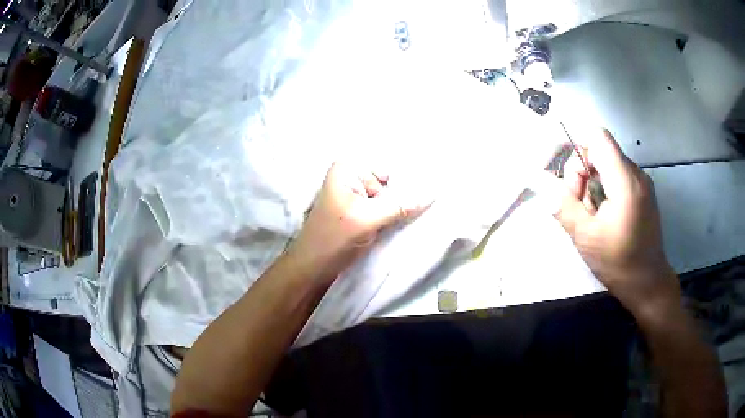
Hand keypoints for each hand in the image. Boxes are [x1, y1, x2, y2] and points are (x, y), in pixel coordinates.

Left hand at [288, 162, 430, 282]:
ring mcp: (357, 194)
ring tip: (426, 205)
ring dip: (404, 202)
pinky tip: (412, 214)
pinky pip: (386, 205)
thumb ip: (399, 206)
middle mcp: (352, 175)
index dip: (409, 172)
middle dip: (408, 188)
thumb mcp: (366, 219)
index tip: (434, 179)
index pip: (387, 163)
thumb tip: (433, 194)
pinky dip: (397, 211)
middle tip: (432, 195)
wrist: (313, 267)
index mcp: (347, 168)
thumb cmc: (332, 239)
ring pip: (390, 193)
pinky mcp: (362, 210)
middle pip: (390, 178)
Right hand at [554, 129, 679, 314]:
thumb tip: (549, 187)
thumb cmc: (618, 262)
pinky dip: (604, 191)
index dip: (576, 145)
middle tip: (578, 206)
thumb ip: (565, 206)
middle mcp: (636, 174)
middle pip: (600, 151)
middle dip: (582, 174)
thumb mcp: (585, 237)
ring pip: (607, 166)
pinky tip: (604, 217)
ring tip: (592, 217)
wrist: (647, 283)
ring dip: (592, 185)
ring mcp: (641, 182)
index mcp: (625, 181)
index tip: (567, 174)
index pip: (598, 137)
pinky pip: (617, 178)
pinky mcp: (643, 192)